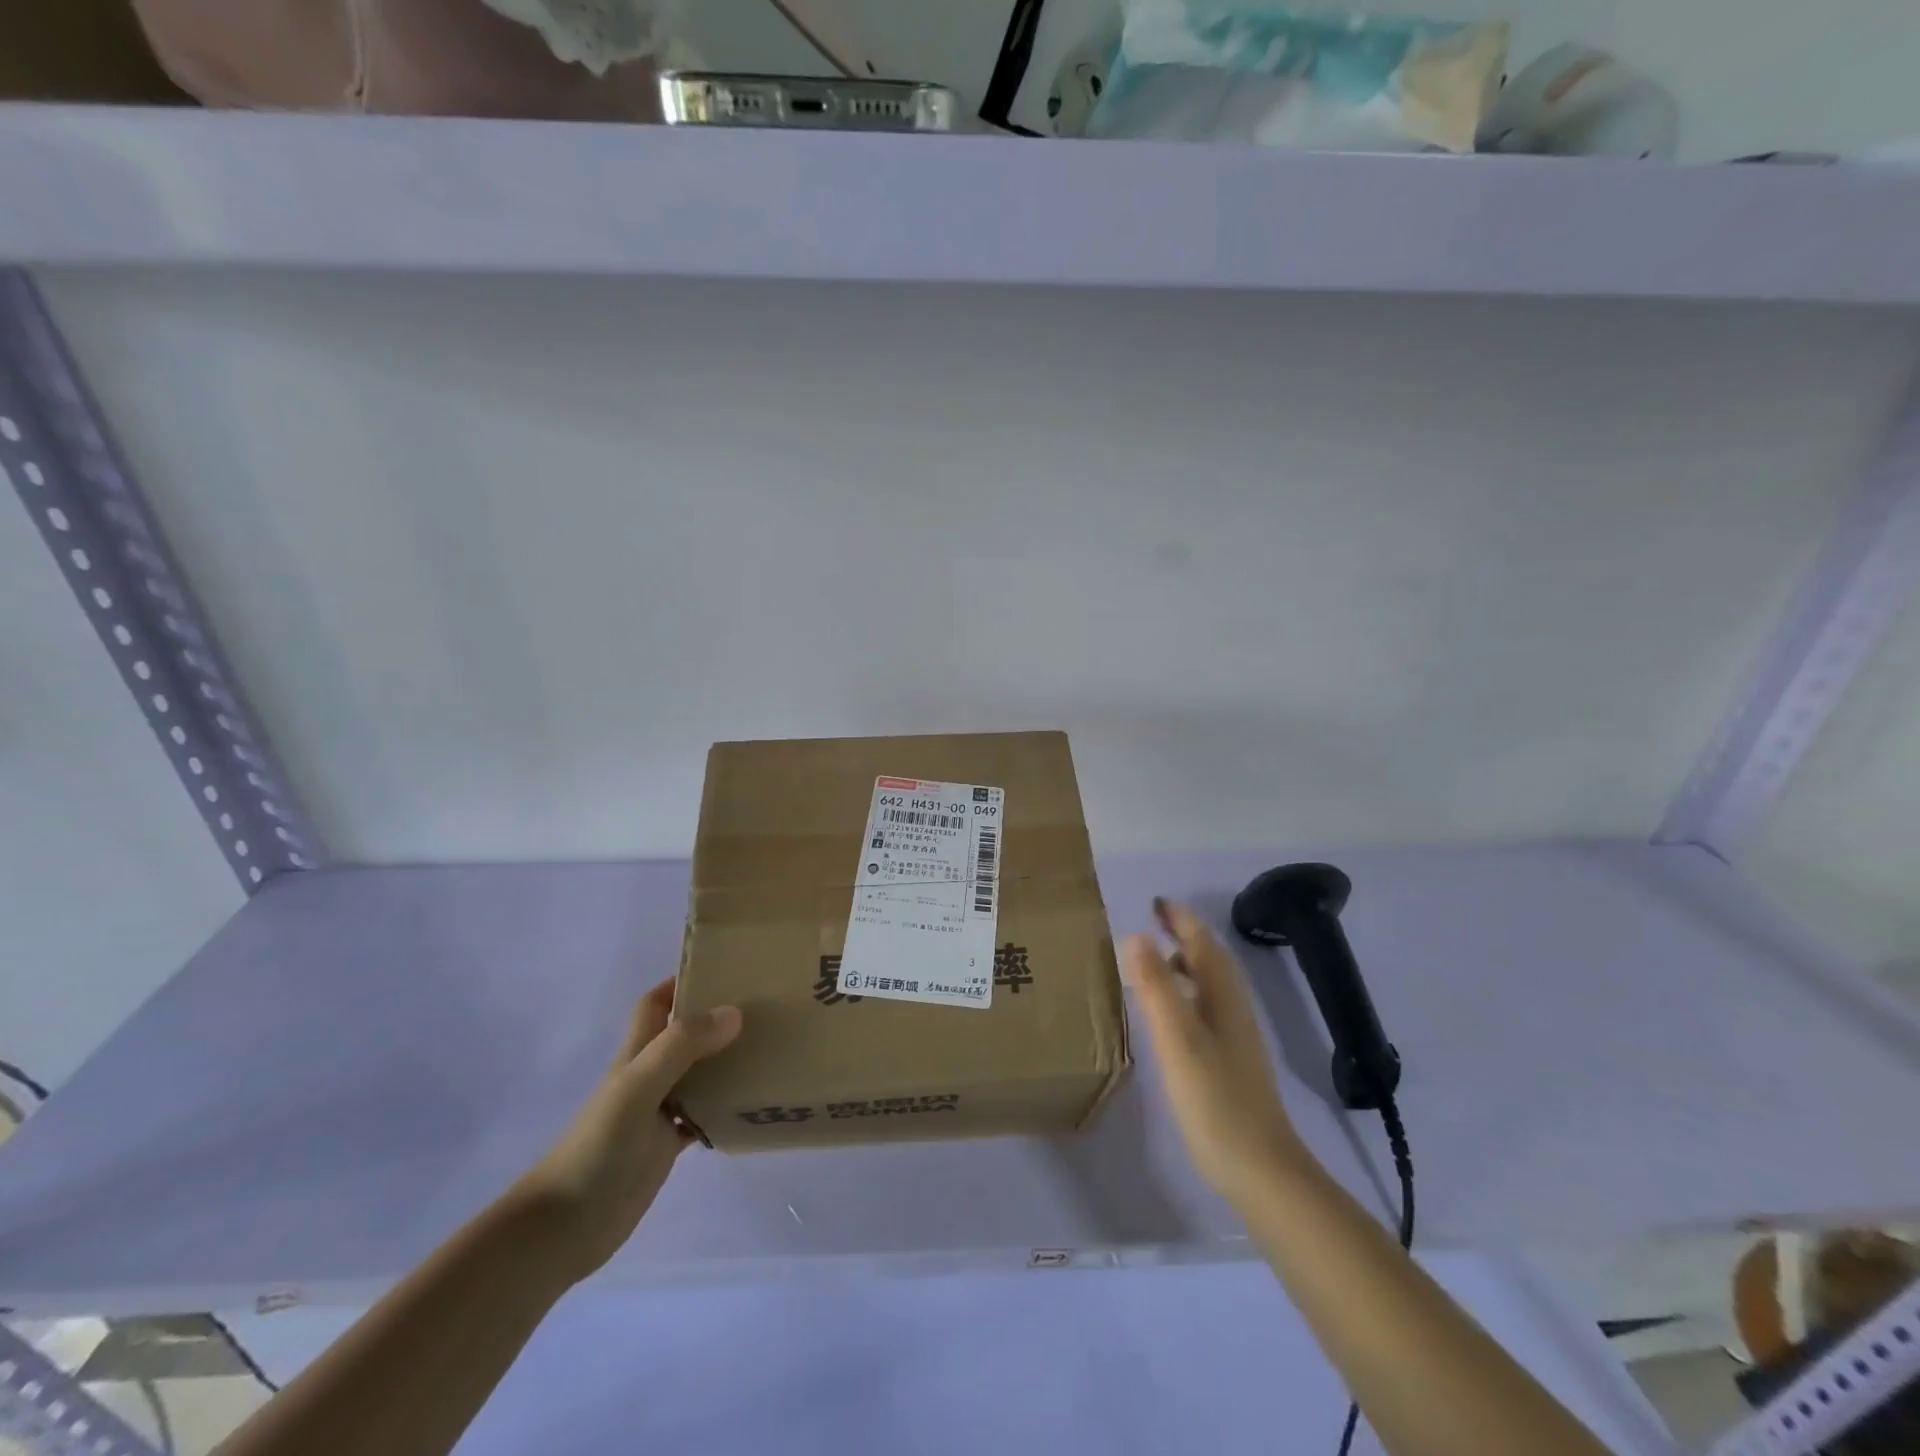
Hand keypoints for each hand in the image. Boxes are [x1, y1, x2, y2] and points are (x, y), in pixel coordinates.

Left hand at [515, 979, 740, 1283]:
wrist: (564, 1227)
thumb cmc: (597, 1146)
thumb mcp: (639, 1085)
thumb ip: (683, 1045)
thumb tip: (735, 1011)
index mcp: (637, 1053)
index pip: (656, 1003)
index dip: (681, 981)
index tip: (725, 968)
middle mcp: (649, 1075)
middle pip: (685, 1034)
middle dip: (718, 1017)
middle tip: (765, 1006)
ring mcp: (659, 1112)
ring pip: (700, 1074)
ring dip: (729, 1061)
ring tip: (772, 1048)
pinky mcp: (668, 1146)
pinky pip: (705, 1116)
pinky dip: (728, 1108)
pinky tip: (757, 1104)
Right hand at [1124, 898, 1303, 1205]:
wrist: (1260, 1168)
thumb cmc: (1215, 1099)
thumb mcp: (1177, 1039)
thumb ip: (1157, 988)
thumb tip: (1137, 937)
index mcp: (1223, 998)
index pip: (1202, 945)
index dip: (1181, 920)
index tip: (1157, 902)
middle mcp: (1233, 1010)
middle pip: (1211, 961)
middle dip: (1185, 936)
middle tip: (1153, 923)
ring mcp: (1235, 1038)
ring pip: (1210, 986)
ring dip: (1186, 965)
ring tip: (1154, 961)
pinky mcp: (1229, 1062)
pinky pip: (1206, 1009)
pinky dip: (1186, 994)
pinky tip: (1169, 1015)